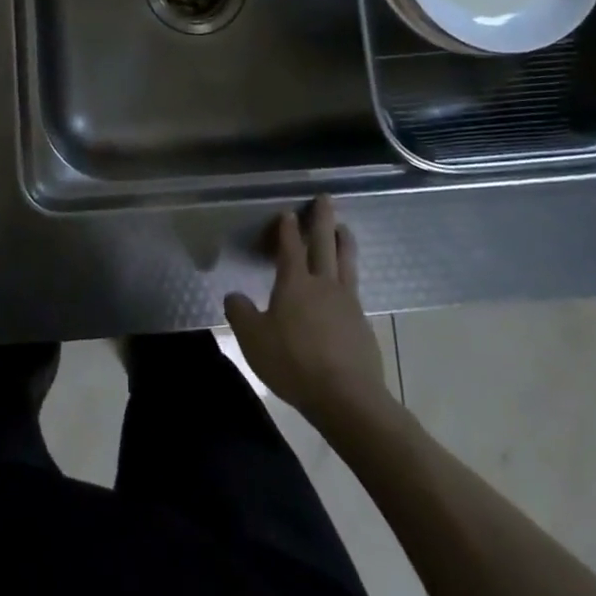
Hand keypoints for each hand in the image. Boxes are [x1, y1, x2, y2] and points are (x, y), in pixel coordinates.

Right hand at [226, 196, 389, 430]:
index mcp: (295, 283)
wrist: (347, 397)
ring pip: (346, 262)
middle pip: (324, 243)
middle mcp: (323, 284)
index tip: (288, 212)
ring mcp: (347, 302)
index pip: (290, 247)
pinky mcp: (362, 323)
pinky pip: (355, 288)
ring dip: (344, 241)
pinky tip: (349, 282)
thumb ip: (241, 314)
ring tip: (344, 228)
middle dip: (322, 219)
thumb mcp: (254, 340)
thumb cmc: (294, 363)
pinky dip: (350, 274)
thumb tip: (233, 296)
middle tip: (325, 198)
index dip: (287, 228)